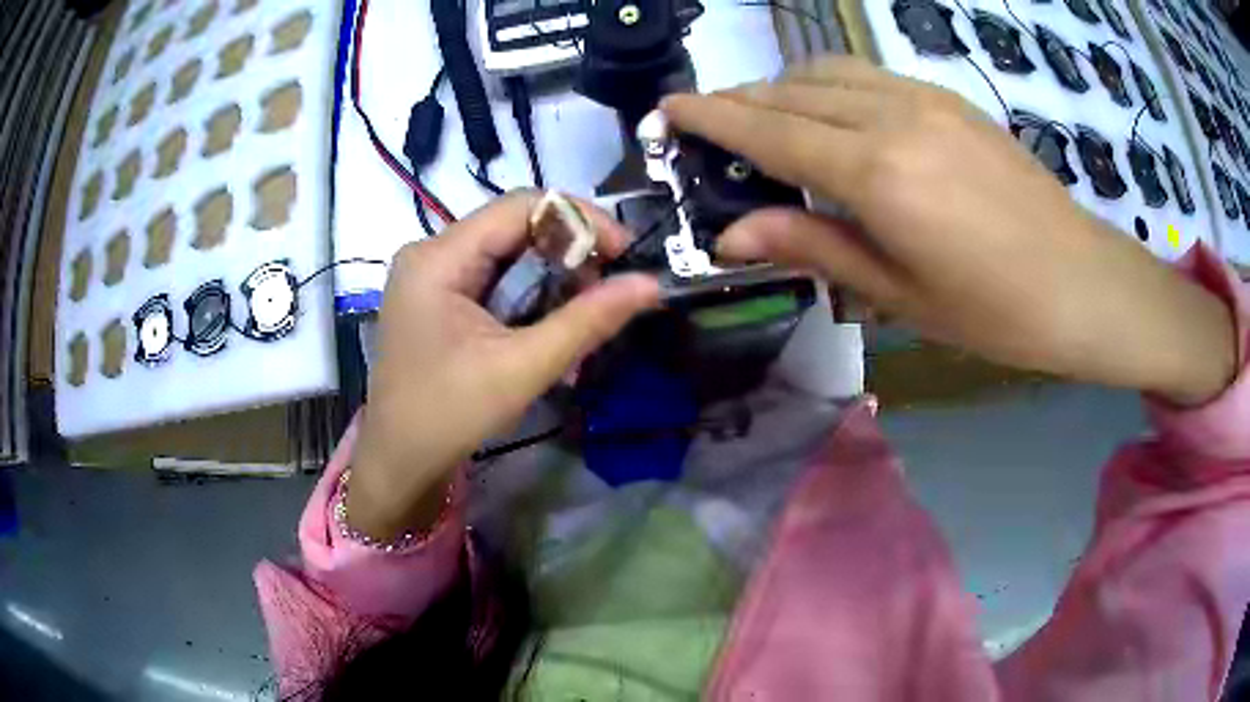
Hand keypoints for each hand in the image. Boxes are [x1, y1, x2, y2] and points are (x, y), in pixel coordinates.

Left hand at [348, 193, 659, 539]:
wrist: (399, 462)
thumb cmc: (449, 416)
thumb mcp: (522, 368)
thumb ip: (587, 321)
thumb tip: (650, 284)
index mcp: (439, 258)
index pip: (521, 206)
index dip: (580, 219)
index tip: (624, 252)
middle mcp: (431, 252)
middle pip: (515, 226)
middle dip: (569, 252)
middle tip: (607, 289)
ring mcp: (431, 274)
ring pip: (509, 252)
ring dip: (553, 276)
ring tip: (583, 314)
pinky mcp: (437, 297)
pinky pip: (494, 277)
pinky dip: (530, 294)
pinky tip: (550, 325)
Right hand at [662, 57, 1236, 405]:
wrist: (1081, 283)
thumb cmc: (994, 311)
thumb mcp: (898, 294)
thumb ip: (814, 245)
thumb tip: (734, 233)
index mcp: (878, 174)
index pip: (769, 129)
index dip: (711, 116)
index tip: (668, 109)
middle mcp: (894, 117)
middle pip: (792, 89)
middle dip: (741, 100)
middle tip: (711, 127)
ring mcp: (926, 98)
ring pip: (828, 71)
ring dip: (783, 88)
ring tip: (766, 122)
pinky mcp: (949, 99)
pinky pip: (869, 75)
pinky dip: (830, 86)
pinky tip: (832, 117)